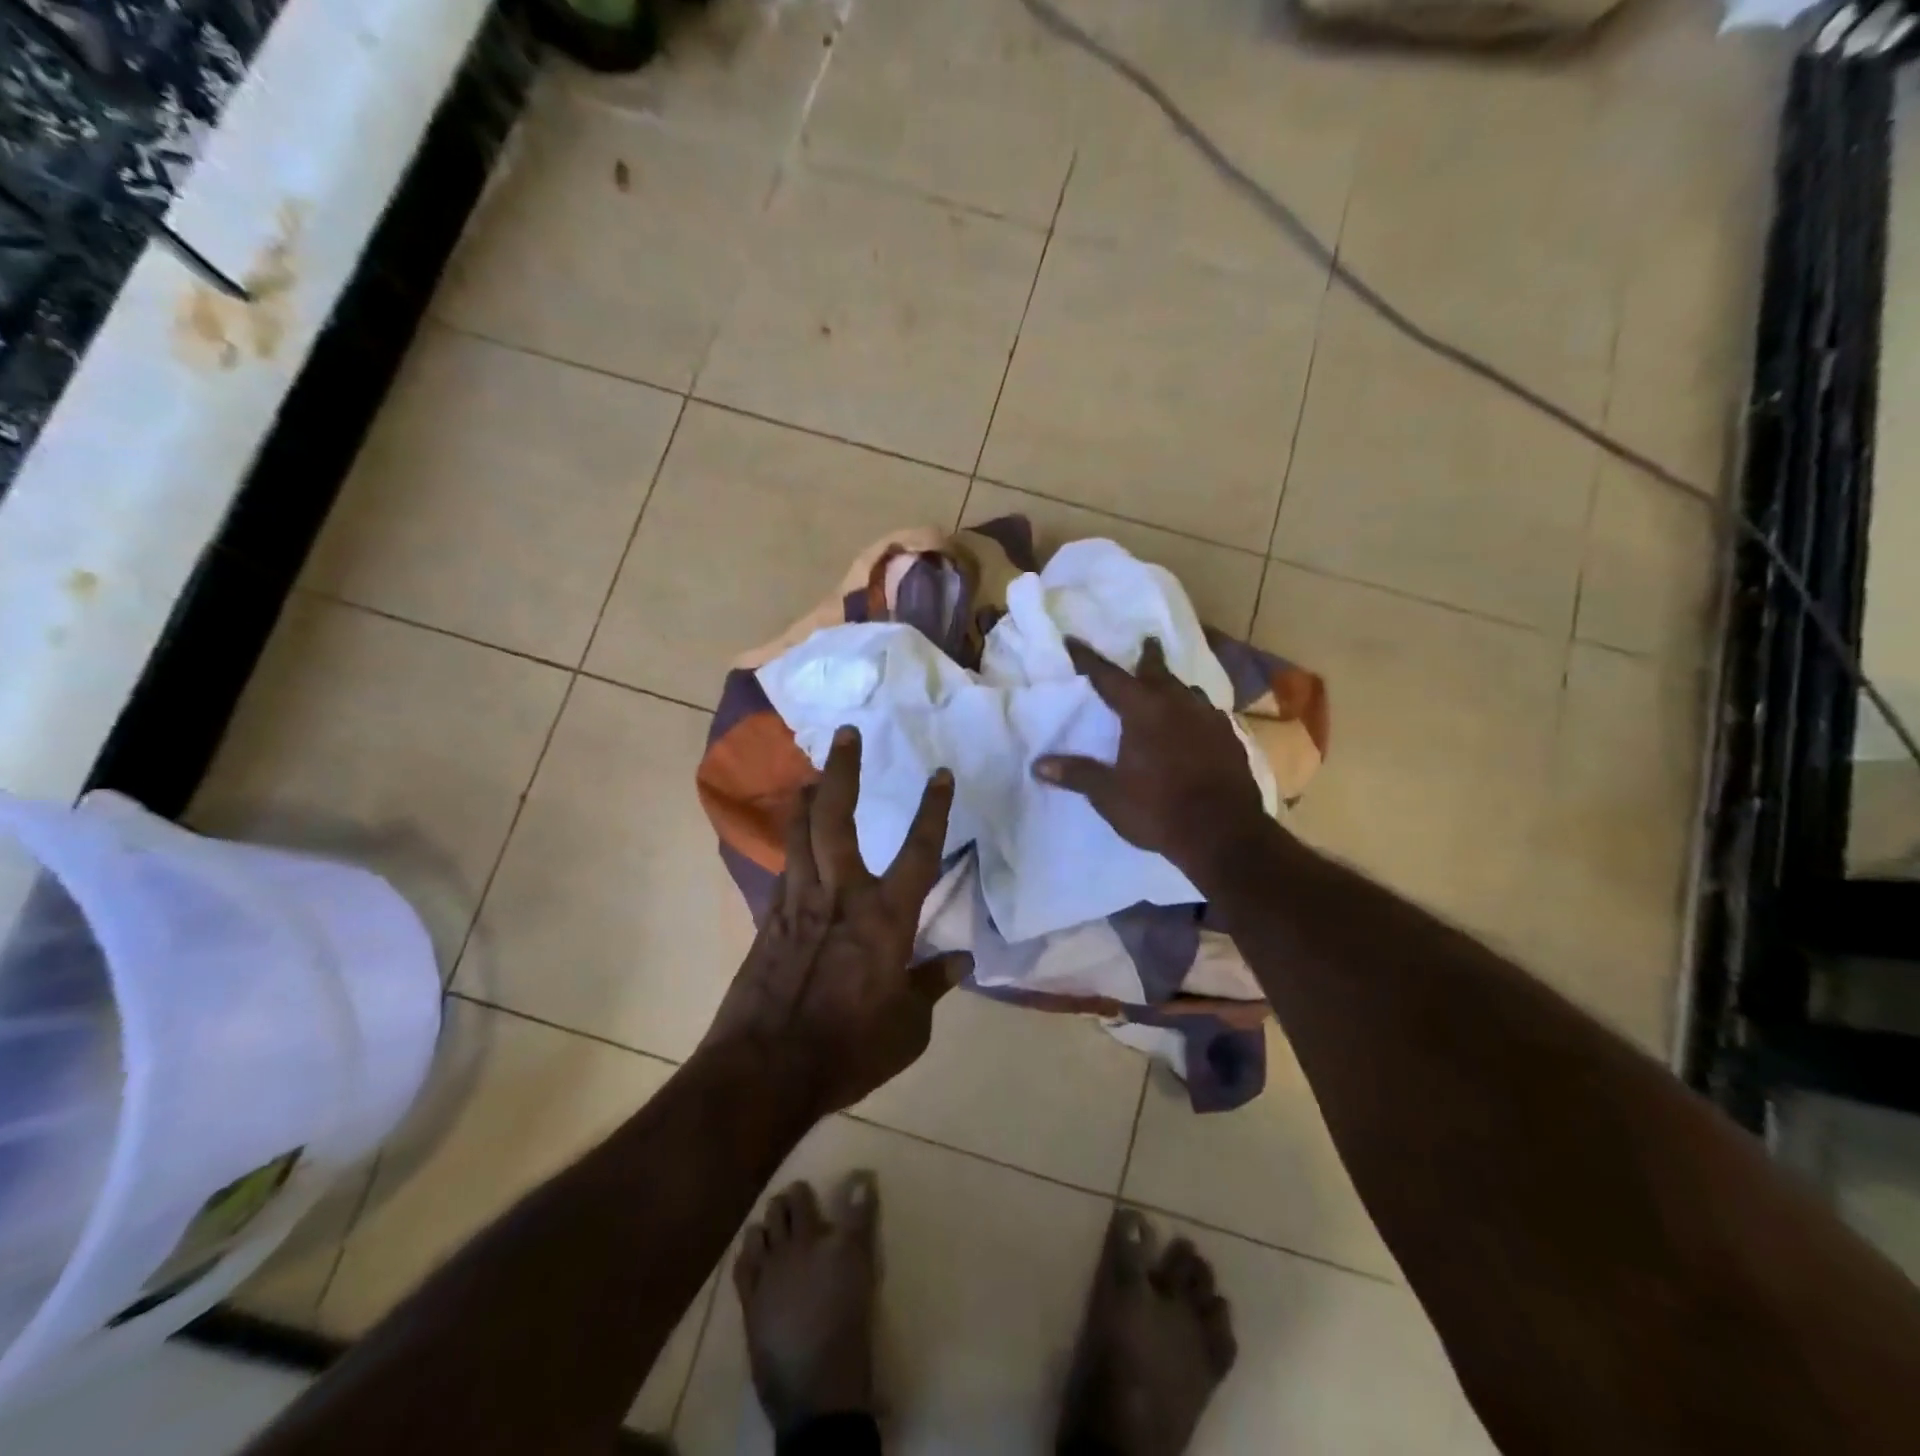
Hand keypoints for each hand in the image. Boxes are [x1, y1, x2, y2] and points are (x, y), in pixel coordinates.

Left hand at [704, 725, 968, 1117]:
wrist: (765, 1070)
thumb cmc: (849, 1049)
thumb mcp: (909, 1028)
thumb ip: (931, 985)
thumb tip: (960, 959)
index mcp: (886, 918)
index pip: (919, 851)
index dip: (933, 810)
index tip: (941, 774)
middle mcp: (841, 896)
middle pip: (837, 817)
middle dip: (844, 770)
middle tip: (847, 734)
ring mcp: (798, 903)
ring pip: (799, 833)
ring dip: (808, 797)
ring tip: (814, 773)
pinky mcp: (768, 920)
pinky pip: (783, 868)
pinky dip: (790, 845)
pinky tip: (792, 841)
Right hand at [1031, 636, 1271, 885]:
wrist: (1224, 834)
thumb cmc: (1158, 809)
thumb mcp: (1109, 795)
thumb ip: (1076, 774)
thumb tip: (1038, 764)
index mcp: (1144, 711)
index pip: (1109, 677)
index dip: (1089, 660)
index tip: (1074, 641)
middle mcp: (1178, 706)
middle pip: (1158, 673)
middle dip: (1148, 658)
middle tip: (1146, 642)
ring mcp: (1209, 721)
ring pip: (1188, 692)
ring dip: (1174, 685)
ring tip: (1169, 686)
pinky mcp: (1231, 740)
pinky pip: (1208, 715)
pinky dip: (1195, 712)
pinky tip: (1196, 724)